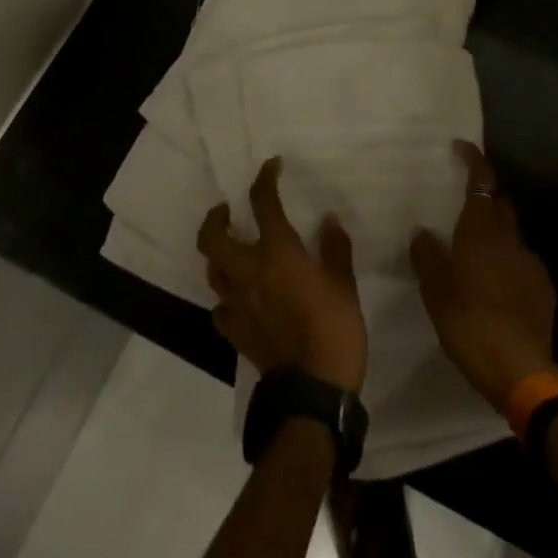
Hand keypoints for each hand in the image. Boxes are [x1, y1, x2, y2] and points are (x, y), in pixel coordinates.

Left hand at [198, 158, 367, 393]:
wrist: (313, 391)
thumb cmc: (335, 330)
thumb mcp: (345, 285)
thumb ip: (335, 249)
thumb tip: (329, 221)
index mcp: (278, 254)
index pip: (263, 204)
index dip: (265, 179)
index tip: (271, 166)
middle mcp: (249, 272)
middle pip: (212, 238)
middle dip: (215, 218)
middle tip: (227, 211)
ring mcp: (237, 304)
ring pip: (212, 271)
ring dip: (218, 256)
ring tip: (232, 251)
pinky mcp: (234, 332)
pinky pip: (220, 308)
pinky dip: (227, 298)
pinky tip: (239, 299)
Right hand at [410, 141, 557, 409]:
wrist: (519, 369)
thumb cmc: (468, 321)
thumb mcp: (435, 289)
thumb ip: (427, 255)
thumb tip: (422, 232)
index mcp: (482, 230)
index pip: (482, 181)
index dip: (474, 160)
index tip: (462, 146)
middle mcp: (510, 238)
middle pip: (500, 205)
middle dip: (484, 198)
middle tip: (462, 206)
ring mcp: (532, 264)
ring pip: (511, 236)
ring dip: (495, 236)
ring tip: (474, 254)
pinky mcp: (544, 290)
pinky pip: (522, 264)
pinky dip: (507, 264)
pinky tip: (495, 285)